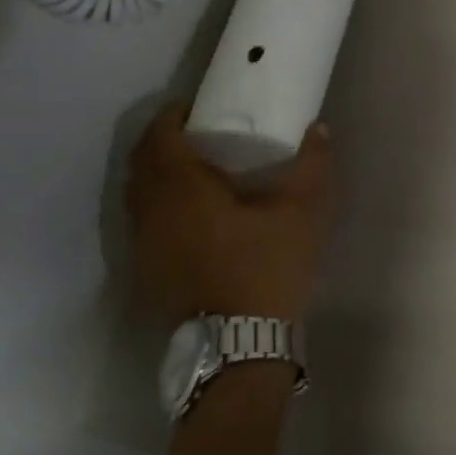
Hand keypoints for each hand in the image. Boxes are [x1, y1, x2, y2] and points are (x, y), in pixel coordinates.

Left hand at [125, 103, 334, 323]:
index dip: (171, 116)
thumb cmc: (268, 267)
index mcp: (182, 188)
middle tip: (192, 134)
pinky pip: (140, 224)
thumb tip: (320, 129)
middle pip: (140, 163)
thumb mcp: (303, 212)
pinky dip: (155, 207)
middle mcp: (151, 212)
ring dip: (155, 175)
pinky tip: (186, 216)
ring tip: (190, 171)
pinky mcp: (146, 273)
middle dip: (160, 141)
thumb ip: (313, 164)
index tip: (193, 108)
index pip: (159, 136)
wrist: (241, 346)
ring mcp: (143, 246)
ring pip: (136, 195)